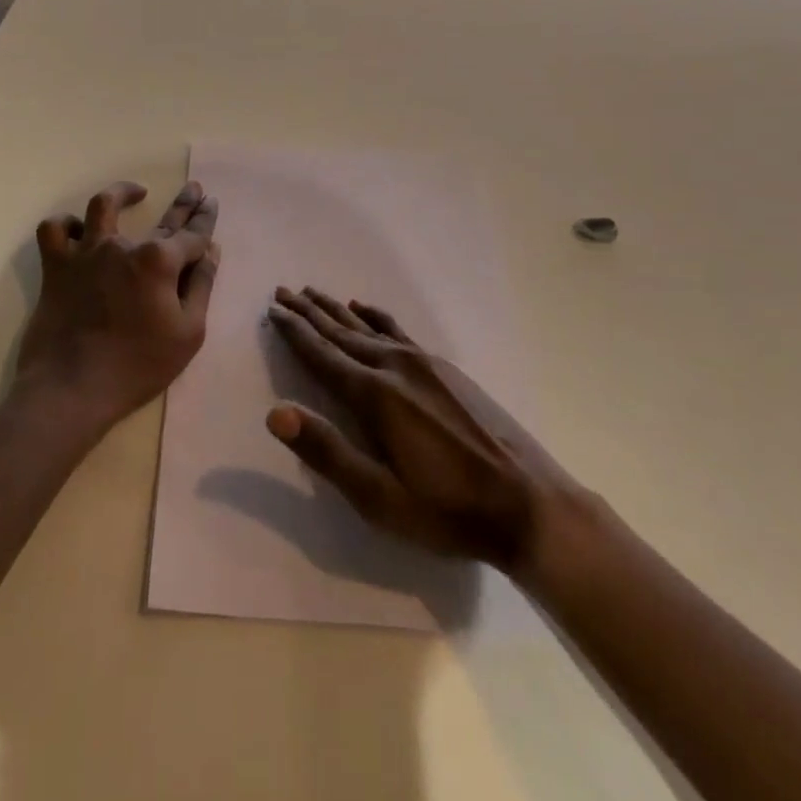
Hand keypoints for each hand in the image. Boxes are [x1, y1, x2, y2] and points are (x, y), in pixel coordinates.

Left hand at [14, 181, 219, 432]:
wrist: (72, 389)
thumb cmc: (138, 366)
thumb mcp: (188, 333)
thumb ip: (200, 286)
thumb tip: (211, 251)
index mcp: (159, 261)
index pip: (192, 235)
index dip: (204, 220)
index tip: (210, 203)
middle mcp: (123, 246)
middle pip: (160, 218)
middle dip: (182, 203)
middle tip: (193, 188)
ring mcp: (87, 253)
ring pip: (101, 206)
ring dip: (120, 194)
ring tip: (134, 192)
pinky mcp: (57, 267)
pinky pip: (55, 231)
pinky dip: (66, 225)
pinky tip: (78, 228)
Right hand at [265, 287, 576, 576]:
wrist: (527, 502)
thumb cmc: (446, 510)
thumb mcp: (379, 498)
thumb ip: (326, 452)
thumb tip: (275, 411)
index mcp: (373, 396)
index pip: (322, 355)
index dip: (294, 332)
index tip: (273, 309)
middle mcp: (394, 367)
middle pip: (341, 332)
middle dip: (309, 312)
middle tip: (283, 290)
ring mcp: (423, 363)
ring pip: (368, 327)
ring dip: (337, 309)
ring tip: (314, 292)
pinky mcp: (445, 368)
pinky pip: (397, 330)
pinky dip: (375, 316)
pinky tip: (366, 309)